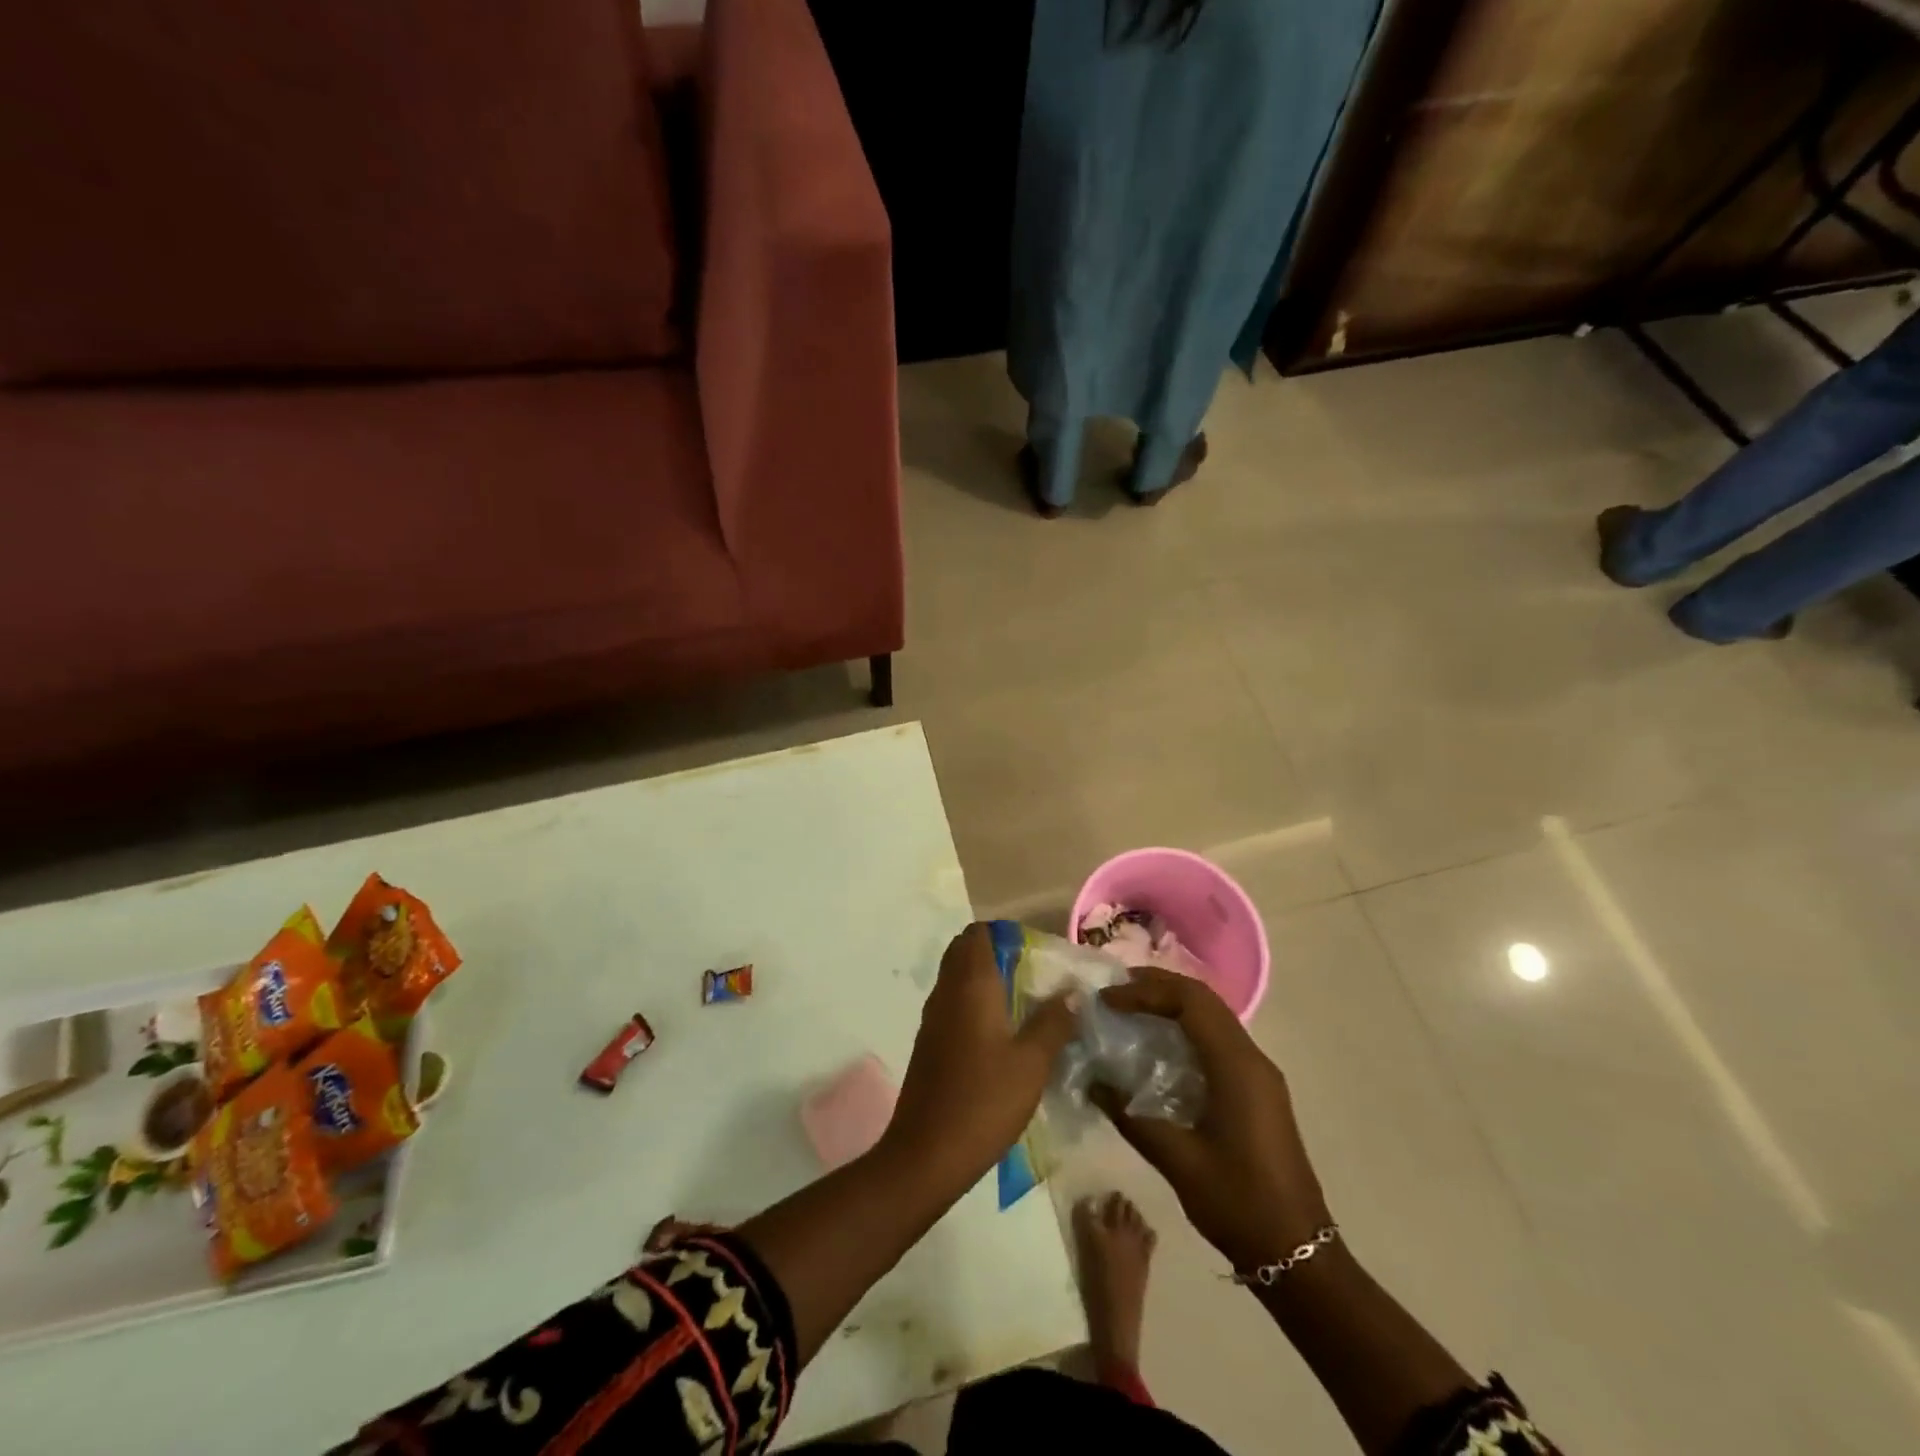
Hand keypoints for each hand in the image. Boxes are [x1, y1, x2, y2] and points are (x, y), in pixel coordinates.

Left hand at [882, 923, 1076, 1186]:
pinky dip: (972, 1003)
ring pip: (955, 979)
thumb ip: (1053, 1022)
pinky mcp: (928, 1043)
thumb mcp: (1032, 1063)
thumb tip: (1073, 992)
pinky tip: (998, 1032)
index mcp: (970, 985)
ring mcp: (932, 1018)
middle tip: (1030, 974)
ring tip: (1021, 1001)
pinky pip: (950, 1004)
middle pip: (964, 952)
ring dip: (983, 979)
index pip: (977, 934)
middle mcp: (946, 992)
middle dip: (994, 953)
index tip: (1032, 950)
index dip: (1002, 933)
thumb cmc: (984, 1101)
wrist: (926, 1154)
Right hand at [1097, 968, 1329, 1272]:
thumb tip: (1091, 1081)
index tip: (1108, 1000)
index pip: (1190, 1002)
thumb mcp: (1177, 1160)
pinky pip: (1218, 1038)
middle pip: (1204, 999)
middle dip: (1158, 986)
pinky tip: (1160, 1043)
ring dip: (1173, 1002)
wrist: (1297, 1254)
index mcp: (1237, 1067)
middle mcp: (1252, 1058)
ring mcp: (1259, 1073)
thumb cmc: (1238, 1203)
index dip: (1146, 992)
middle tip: (1116, 990)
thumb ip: (1130, 1115)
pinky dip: (1186, 1026)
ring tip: (1131, 1006)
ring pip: (1213, 1015)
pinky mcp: (1257, 1088)